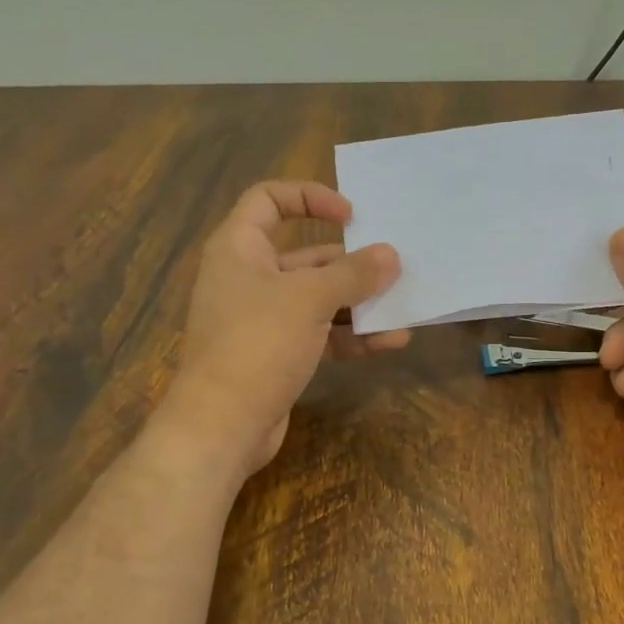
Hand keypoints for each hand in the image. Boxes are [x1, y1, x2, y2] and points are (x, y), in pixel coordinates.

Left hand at [158, 181, 407, 480]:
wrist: (222, 426)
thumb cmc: (258, 344)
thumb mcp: (309, 299)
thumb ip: (353, 274)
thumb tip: (391, 255)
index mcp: (240, 248)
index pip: (269, 199)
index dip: (310, 197)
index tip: (352, 215)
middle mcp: (248, 277)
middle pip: (305, 256)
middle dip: (351, 264)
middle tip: (393, 268)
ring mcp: (262, 319)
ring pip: (318, 299)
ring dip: (359, 304)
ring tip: (402, 309)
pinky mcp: (277, 354)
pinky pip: (319, 333)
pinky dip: (350, 336)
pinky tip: (389, 343)